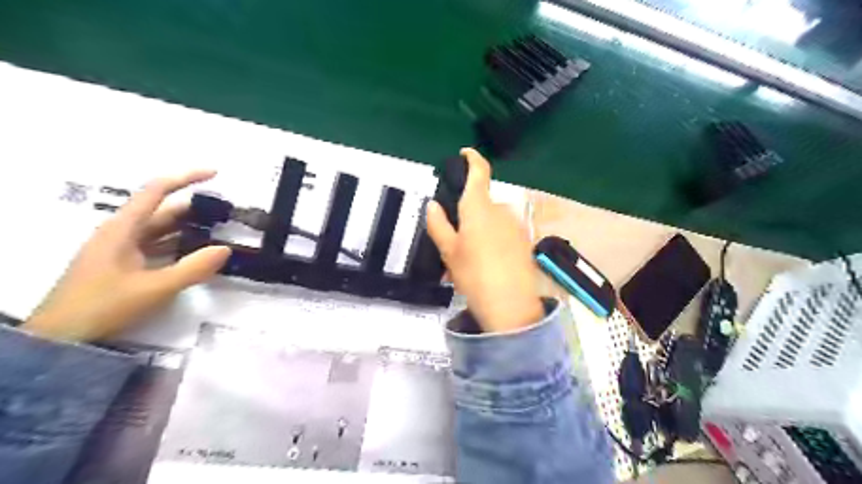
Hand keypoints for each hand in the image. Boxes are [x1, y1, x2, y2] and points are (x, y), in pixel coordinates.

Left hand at [22, 172, 230, 341]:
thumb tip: (225, 248)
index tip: (215, 174)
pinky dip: (179, 245)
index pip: (156, 191)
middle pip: (162, 211)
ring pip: (161, 230)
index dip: (186, 178)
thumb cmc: (104, 306)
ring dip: (189, 228)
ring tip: (219, 230)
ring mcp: (121, 250)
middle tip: (226, 213)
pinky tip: (197, 253)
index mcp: (123, 229)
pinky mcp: (124, 265)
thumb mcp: (155, 288)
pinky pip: (157, 247)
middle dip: (194, 208)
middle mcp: (121, 233)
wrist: (61, 338)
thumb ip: (193, 268)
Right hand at [427, 149, 539, 333]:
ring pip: (492, 221)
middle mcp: (501, 210)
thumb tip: (432, 205)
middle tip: (455, 240)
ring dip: (480, 231)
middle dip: (469, 215)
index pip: (479, 172)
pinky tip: (485, 265)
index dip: (473, 158)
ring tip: (468, 260)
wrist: (510, 305)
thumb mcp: (449, 252)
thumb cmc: (474, 274)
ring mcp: (515, 225)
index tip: (465, 154)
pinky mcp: (524, 240)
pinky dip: (492, 241)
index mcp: (480, 208)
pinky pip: (503, 233)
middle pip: (482, 203)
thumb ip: (439, 225)